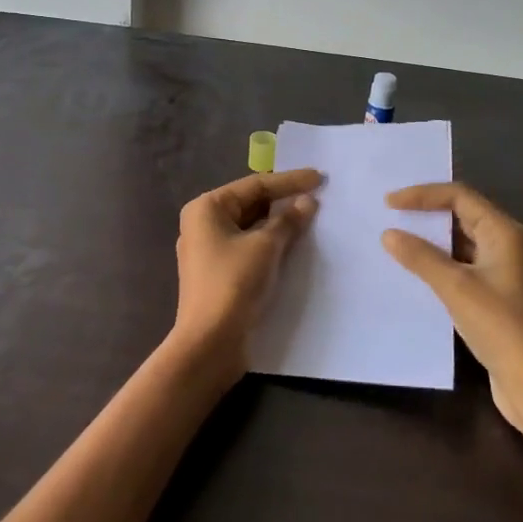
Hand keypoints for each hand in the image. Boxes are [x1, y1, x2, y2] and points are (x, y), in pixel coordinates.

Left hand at [173, 168, 320, 377]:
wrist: (210, 343)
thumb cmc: (233, 283)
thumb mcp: (266, 247)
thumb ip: (288, 220)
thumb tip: (307, 202)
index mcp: (207, 208)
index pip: (255, 186)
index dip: (289, 181)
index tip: (319, 178)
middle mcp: (203, 224)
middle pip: (251, 204)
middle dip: (284, 201)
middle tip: (318, 196)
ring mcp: (209, 250)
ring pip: (251, 227)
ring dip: (279, 223)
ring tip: (311, 216)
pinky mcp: (218, 273)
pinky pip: (249, 247)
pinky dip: (270, 243)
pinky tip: (294, 243)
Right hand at [382, 182, 522, 432]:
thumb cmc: (498, 325)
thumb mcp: (455, 287)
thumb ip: (421, 257)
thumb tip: (389, 234)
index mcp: (504, 232)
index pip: (460, 196)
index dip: (423, 195)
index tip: (390, 203)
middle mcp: (507, 242)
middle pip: (462, 213)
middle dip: (426, 212)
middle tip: (390, 215)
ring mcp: (503, 268)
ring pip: (461, 240)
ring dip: (431, 238)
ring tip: (397, 238)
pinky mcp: (495, 291)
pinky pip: (462, 262)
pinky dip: (439, 260)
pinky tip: (415, 270)